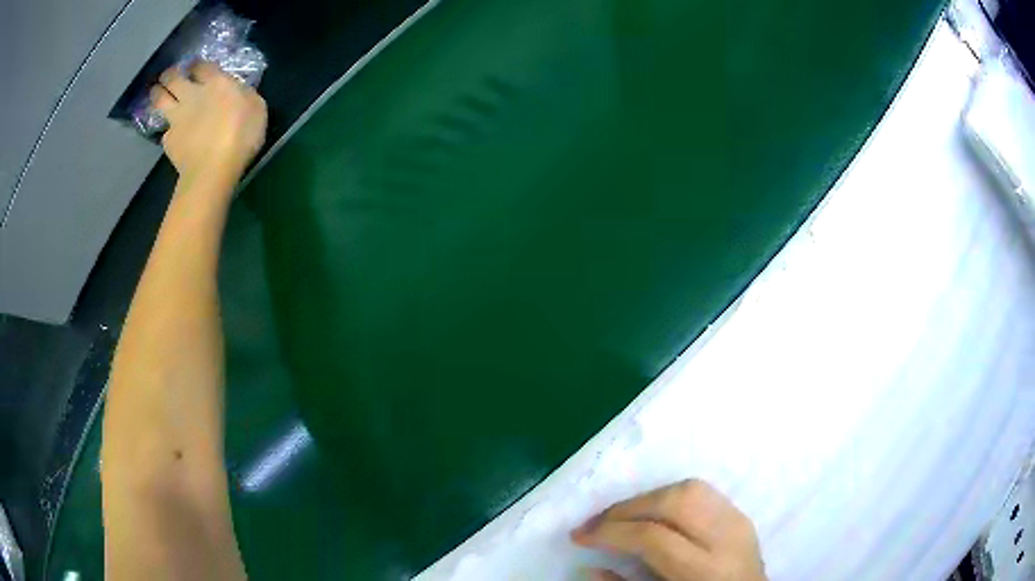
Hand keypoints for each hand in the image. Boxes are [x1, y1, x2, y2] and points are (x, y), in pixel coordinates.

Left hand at [151, 62, 266, 184]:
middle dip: (169, 74)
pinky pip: (165, 131)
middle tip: (167, 75)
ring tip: (156, 91)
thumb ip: (244, 95)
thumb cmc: (241, 135)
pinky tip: (170, 134)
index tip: (194, 65)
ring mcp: (177, 118)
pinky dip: (167, 130)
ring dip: (157, 93)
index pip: (201, 65)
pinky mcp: (169, 141)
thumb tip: (237, 91)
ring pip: (160, 99)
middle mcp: (192, 95)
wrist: (213, 170)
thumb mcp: (256, 107)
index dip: (196, 64)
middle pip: (174, 78)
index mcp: (216, 82)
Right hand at [571, 480, 765, 580]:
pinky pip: (703, 493)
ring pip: (691, 488)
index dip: (610, 532)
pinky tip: (654, 514)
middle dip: (629, 507)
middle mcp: (727, 539)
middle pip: (676, 500)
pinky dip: (671, 497)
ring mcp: (740, 522)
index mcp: (704, 570)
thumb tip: (588, 567)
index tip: (579, 536)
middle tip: (597, 523)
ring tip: (622, 517)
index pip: (653, 537)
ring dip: (649, 498)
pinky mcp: (742, 516)